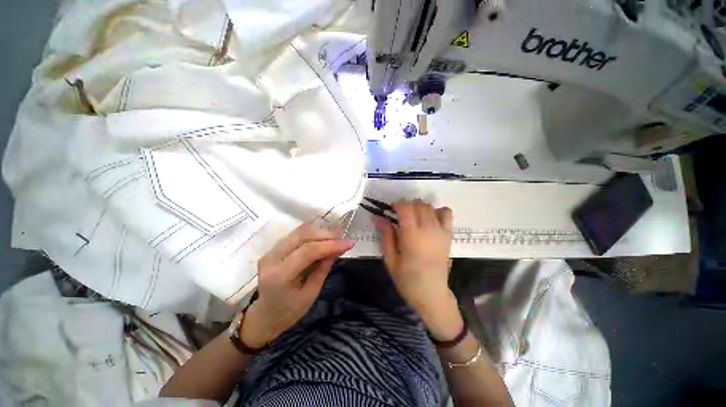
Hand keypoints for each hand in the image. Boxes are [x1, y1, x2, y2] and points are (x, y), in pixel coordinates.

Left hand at [240, 224, 354, 347]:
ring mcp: (270, 251)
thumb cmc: (289, 312)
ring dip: (320, 232)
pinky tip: (323, 239)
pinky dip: (313, 234)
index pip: (308, 251)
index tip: (349, 243)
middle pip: (302, 234)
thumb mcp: (311, 294)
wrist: (264, 316)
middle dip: (326, 234)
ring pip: (300, 231)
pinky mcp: (273, 248)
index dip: (331, 244)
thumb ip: (323, 269)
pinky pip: (296, 234)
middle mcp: (272, 258)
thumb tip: (338, 249)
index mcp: (280, 275)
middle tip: (343, 239)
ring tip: (336, 238)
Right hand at [377, 200, 462, 339]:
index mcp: (412, 236)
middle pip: (418, 204)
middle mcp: (428, 230)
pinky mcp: (448, 235)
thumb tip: (379, 218)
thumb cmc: (407, 280)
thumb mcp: (390, 260)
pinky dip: (438, 210)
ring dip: (419, 206)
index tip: (390, 209)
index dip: (397, 204)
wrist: (432, 294)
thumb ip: (386, 236)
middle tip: (399, 214)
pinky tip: (430, 218)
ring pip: (430, 206)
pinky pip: (447, 213)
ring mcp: (440, 231)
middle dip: (407, 204)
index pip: (406, 208)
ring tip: (413, 216)